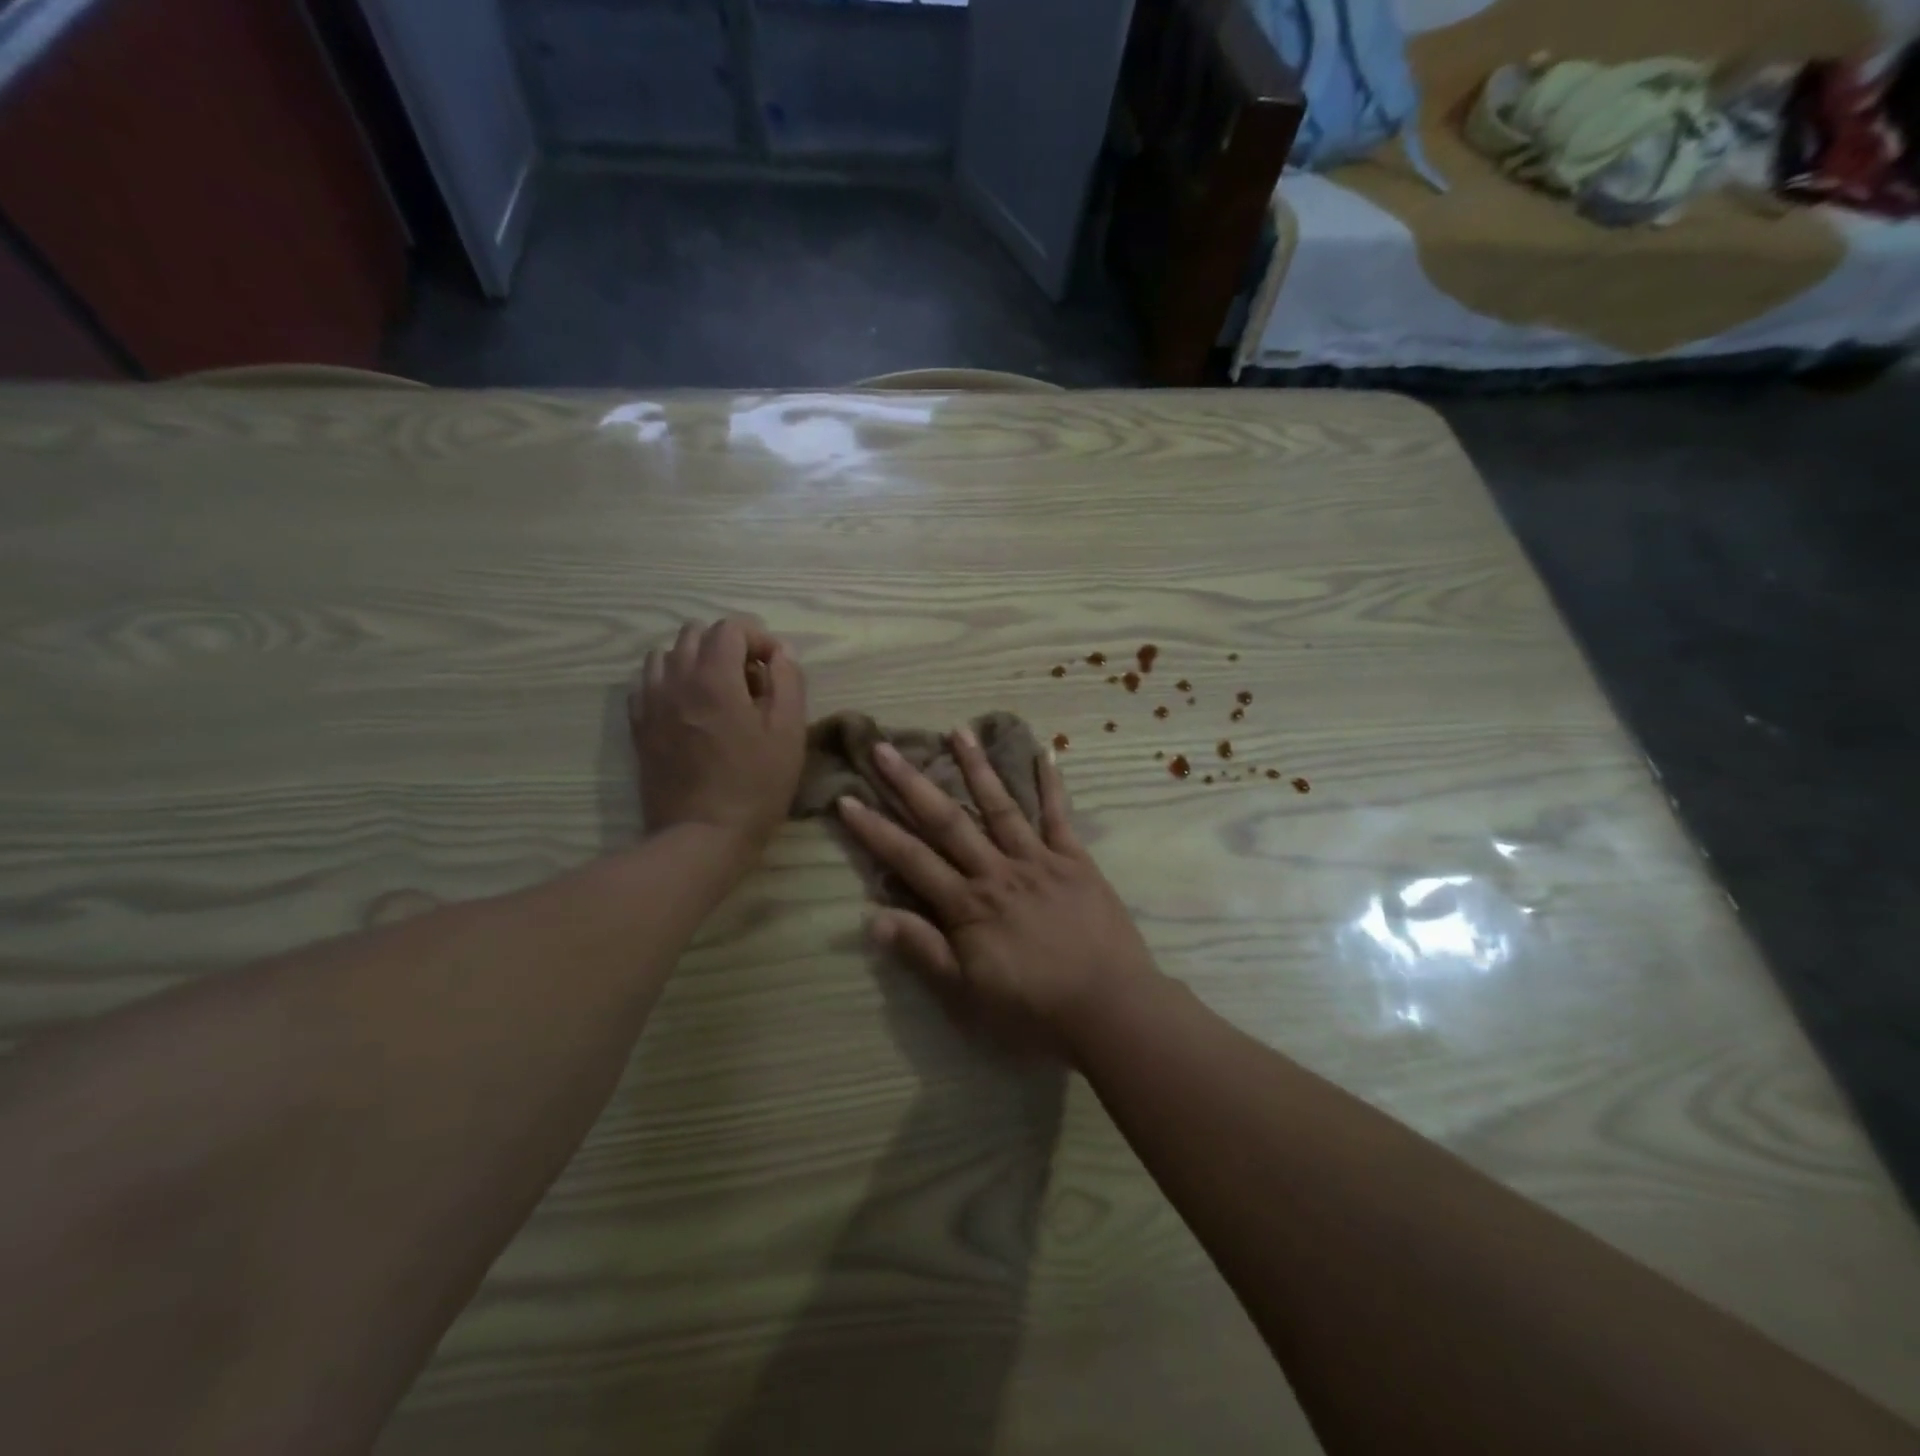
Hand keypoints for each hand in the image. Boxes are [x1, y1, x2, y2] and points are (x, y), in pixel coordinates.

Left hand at [632, 618, 806, 851]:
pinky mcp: (638, 726)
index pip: (731, 627)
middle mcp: (676, 679)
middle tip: (750, 680)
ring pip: (666, 655)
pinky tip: (689, 708)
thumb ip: (788, 681)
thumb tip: (780, 653)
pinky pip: (647, 684)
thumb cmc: (755, 785)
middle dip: (727, 646)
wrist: (702, 836)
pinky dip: (669, 683)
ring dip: (695, 661)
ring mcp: (651, 702)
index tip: (775, 667)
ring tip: (717, 692)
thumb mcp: (790, 732)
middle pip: (695, 634)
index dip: (759, 638)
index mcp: (715, 677)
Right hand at [835, 726, 1162, 1051]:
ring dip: (977, 767)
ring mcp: (1039, 860)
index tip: (847, 799)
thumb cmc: (1034, 1010)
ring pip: (1000, 806)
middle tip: (885, 747)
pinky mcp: (1075, 861)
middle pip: (948, 821)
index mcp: (968, 905)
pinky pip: (1060, 816)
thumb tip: (871, 918)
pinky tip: (1044, 753)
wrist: (1110, 1010)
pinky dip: (1051, 784)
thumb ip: (923, 951)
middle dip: (912, 784)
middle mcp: (998, 871)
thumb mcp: (968, 994)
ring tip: (957, 730)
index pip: (911, 860)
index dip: (875, 831)